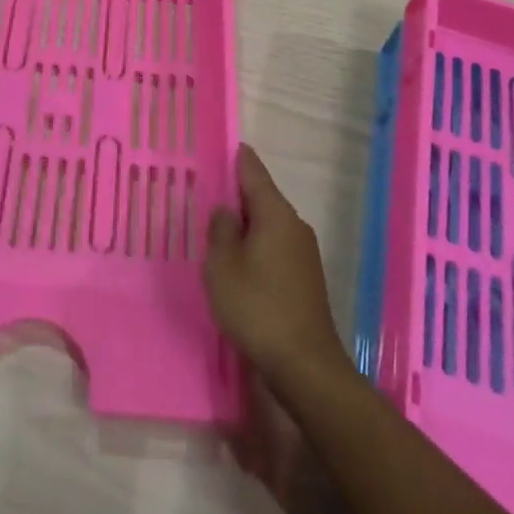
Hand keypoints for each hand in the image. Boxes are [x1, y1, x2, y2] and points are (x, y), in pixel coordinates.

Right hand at [204, 144, 349, 386]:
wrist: (306, 367)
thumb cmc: (258, 308)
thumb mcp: (223, 266)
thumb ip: (221, 230)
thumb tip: (227, 210)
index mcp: (275, 213)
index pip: (253, 171)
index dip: (237, 157)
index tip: (223, 146)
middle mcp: (294, 225)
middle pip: (262, 198)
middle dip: (237, 195)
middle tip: (207, 193)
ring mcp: (304, 253)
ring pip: (269, 226)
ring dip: (246, 226)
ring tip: (217, 231)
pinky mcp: (306, 280)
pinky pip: (276, 249)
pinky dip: (257, 248)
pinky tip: (239, 265)